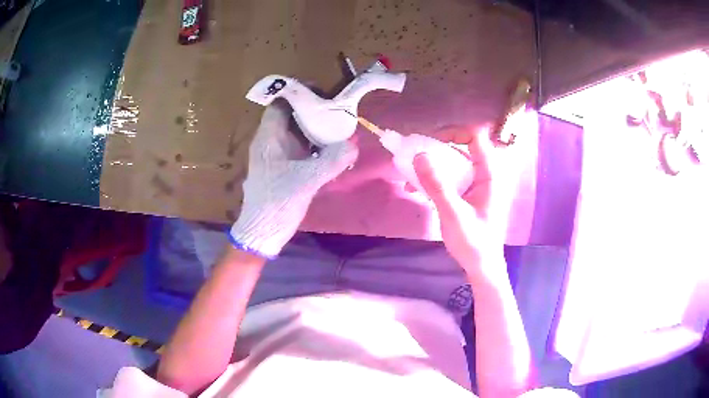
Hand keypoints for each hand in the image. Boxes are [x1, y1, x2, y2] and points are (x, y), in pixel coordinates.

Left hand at [230, 103, 357, 257]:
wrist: (262, 232)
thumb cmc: (276, 203)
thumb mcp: (306, 181)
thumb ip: (331, 161)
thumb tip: (353, 144)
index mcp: (268, 138)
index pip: (281, 104)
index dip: (300, 94)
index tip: (324, 94)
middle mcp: (270, 143)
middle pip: (290, 116)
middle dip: (313, 111)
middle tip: (338, 110)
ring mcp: (275, 156)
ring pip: (296, 133)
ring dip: (315, 129)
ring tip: (339, 126)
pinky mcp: (282, 169)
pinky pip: (299, 149)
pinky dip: (314, 146)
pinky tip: (330, 150)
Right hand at [414, 125, 514, 281]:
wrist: (481, 266)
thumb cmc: (473, 242)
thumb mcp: (453, 214)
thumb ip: (437, 185)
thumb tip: (419, 155)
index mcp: (489, 174)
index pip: (475, 136)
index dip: (453, 132)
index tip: (430, 142)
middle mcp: (484, 174)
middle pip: (461, 147)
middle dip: (436, 149)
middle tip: (414, 156)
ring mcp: (476, 184)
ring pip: (453, 163)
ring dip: (431, 166)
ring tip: (409, 174)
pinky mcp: (468, 194)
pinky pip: (450, 177)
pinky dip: (433, 179)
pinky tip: (415, 190)